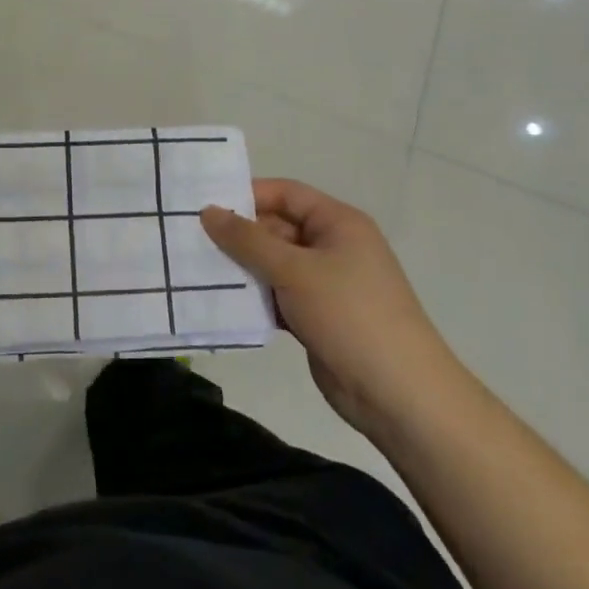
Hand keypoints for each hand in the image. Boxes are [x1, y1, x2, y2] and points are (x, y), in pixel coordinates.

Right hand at [201, 179, 461, 443]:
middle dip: (238, 235)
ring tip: (195, 269)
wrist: (398, 394)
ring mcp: (326, 283)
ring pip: (274, 264)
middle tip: (190, 239)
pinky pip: (277, 295)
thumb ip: (247, 240)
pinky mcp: (316, 316)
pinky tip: (220, 302)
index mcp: (338, 223)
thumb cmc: (349, 314)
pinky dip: (254, 298)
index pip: (286, 194)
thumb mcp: (294, 270)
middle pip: (277, 228)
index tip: (203, 205)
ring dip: (242, 268)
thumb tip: (208, 211)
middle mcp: (333, 246)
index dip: (247, 195)